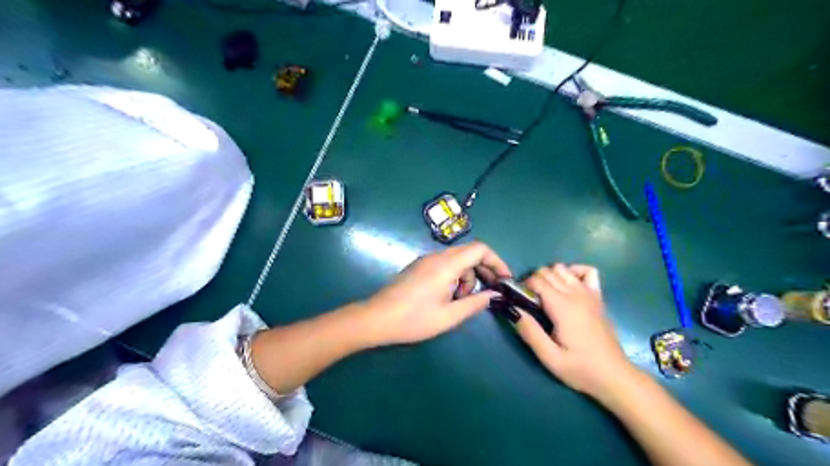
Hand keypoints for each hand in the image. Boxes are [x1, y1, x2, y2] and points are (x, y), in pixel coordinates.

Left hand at [364, 243, 512, 345]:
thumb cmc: (414, 319)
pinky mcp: (419, 267)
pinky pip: (445, 264)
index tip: (504, 279)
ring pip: (457, 259)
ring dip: (468, 276)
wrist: (376, 318)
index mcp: (446, 265)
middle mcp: (437, 256)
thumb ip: (475, 303)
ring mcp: (426, 260)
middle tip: (490, 291)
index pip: (480, 249)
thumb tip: (495, 294)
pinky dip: (455, 276)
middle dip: (484, 270)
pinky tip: (449, 296)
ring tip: (462, 300)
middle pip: (470, 252)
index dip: (497, 261)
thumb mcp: (449, 316)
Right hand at [517, 264, 636, 397]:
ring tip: (546, 295)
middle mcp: (575, 294)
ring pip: (563, 268)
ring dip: (550, 276)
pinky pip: (588, 271)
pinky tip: (568, 285)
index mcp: (562, 307)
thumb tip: (513, 310)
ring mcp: (589, 293)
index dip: (523, 286)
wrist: (614, 376)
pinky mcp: (598, 297)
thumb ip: (530, 332)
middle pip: (548, 271)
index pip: (537, 280)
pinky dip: (574, 271)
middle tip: (529, 301)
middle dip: (533, 281)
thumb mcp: (549, 358)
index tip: (519, 300)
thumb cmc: (580, 369)